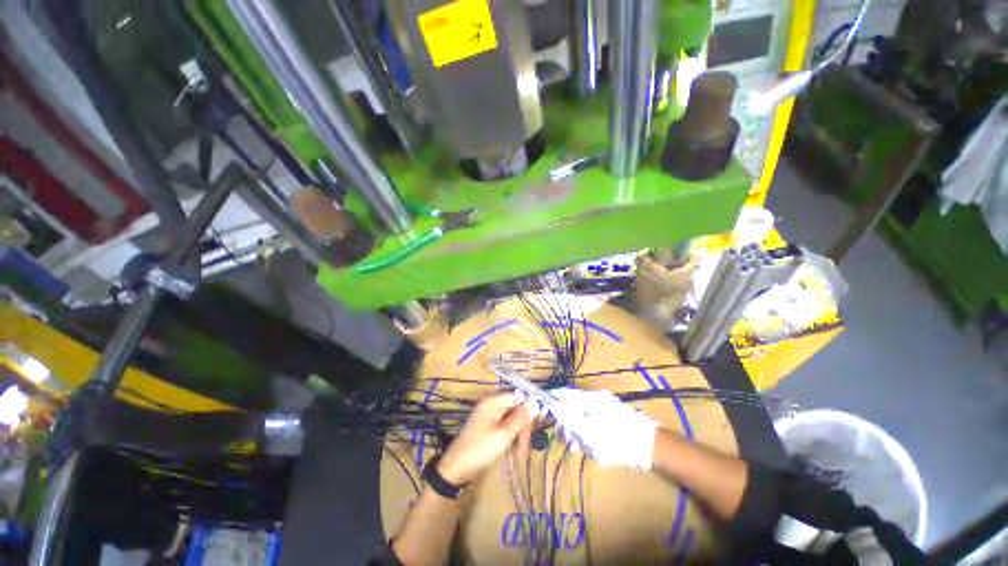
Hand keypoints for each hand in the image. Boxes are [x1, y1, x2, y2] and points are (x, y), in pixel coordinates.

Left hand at [437, 393, 536, 484]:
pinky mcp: (489, 428)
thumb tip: (536, 402)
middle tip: (525, 447)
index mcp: (494, 401)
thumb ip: (520, 418)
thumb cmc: (480, 449)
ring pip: (513, 420)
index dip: (529, 409)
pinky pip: (506, 428)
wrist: (456, 470)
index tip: (539, 425)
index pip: (518, 397)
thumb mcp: (504, 434)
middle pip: (516, 409)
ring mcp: (490, 417)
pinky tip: (514, 452)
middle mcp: (492, 405)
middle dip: (523, 427)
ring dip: (519, 435)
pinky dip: (511, 438)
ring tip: (520, 454)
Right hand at [549, 388, 658, 469]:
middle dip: (568, 424)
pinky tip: (593, 446)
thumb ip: (569, 417)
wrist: (649, 446)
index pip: (564, 393)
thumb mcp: (589, 432)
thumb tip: (553, 405)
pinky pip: (593, 419)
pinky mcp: (611, 413)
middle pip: (572, 406)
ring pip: (582, 414)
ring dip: (579, 431)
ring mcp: (604, 405)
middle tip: (569, 442)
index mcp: (588, 399)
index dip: (552, 401)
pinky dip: (589, 431)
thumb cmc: (616, 440)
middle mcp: (595, 398)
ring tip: (583, 449)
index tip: (544, 413)